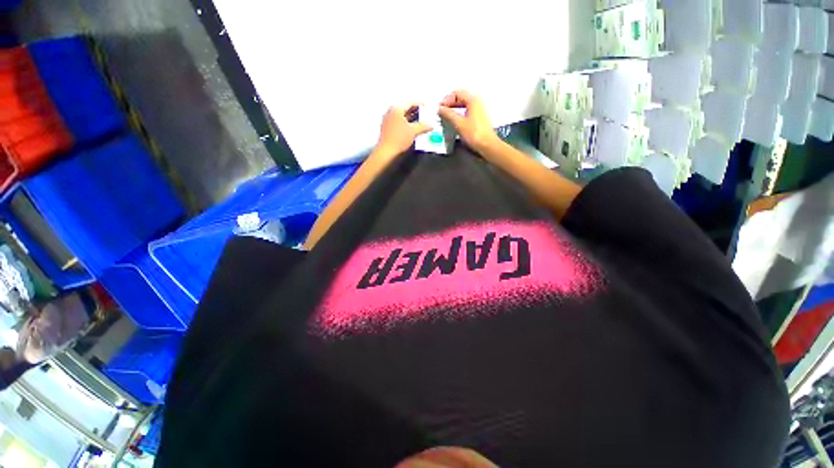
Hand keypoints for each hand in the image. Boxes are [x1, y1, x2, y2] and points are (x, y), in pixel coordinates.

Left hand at [375, 105, 431, 156]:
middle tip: (424, 115)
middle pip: (405, 109)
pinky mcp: (387, 128)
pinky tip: (411, 129)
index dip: (419, 105)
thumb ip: (423, 127)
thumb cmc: (399, 139)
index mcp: (396, 109)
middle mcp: (390, 112)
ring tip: (419, 123)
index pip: (410, 103)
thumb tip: (430, 125)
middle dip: (415, 112)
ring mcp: (387, 120)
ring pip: (402, 117)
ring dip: (411, 119)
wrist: (387, 151)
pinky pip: (398, 122)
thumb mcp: (414, 131)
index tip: (426, 107)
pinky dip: (405, 124)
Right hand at [438, 90, 499, 152]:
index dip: (447, 100)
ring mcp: (479, 110)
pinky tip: (454, 122)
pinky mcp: (479, 118)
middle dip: (450, 104)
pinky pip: (466, 112)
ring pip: (463, 105)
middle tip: (441, 113)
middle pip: (460, 98)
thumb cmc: (474, 134)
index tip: (440, 109)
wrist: (487, 146)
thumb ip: (448, 114)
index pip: (457, 92)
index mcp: (473, 99)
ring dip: (454, 110)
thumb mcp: (458, 124)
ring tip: (446, 118)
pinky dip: (459, 115)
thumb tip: (440, 109)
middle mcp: (477, 102)